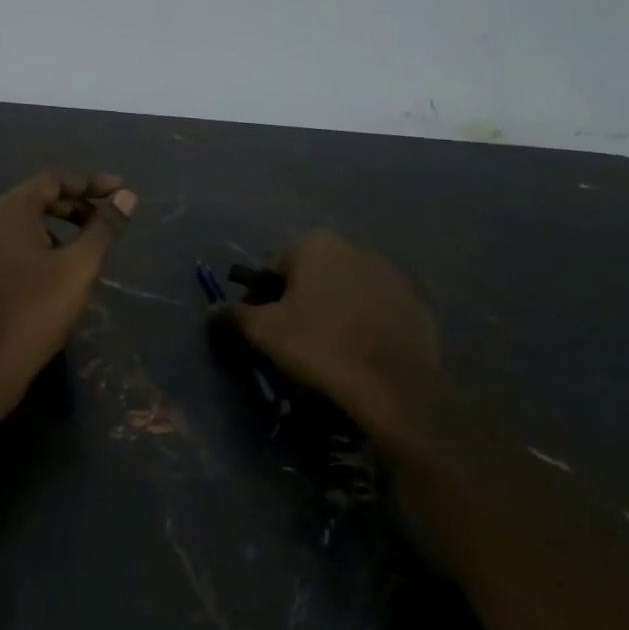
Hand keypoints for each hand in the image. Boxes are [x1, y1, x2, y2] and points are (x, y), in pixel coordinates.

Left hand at [0, 172, 135, 421]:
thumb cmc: (37, 308)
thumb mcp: (80, 265)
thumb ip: (104, 227)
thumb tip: (127, 197)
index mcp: (10, 209)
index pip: (55, 180)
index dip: (91, 183)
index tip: (122, 191)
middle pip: (40, 196)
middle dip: (78, 203)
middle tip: (110, 216)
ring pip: (29, 219)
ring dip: (62, 223)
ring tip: (92, 239)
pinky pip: (18, 239)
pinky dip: (45, 241)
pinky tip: (64, 263)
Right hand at [217, 232, 439, 459]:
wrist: (394, 385)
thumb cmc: (319, 345)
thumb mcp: (264, 331)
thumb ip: (234, 315)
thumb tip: (213, 310)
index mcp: (315, 244)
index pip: (274, 266)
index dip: (261, 297)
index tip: (260, 326)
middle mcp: (354, 248)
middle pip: (311, 275)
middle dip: (298, 300)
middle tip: (290, 337)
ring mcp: (390, 274)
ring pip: (345, 290)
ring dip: (331, 310)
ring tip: (326, 348)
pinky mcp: (415, 303)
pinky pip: (376, 309)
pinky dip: (363, 324)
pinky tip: (358, 352)